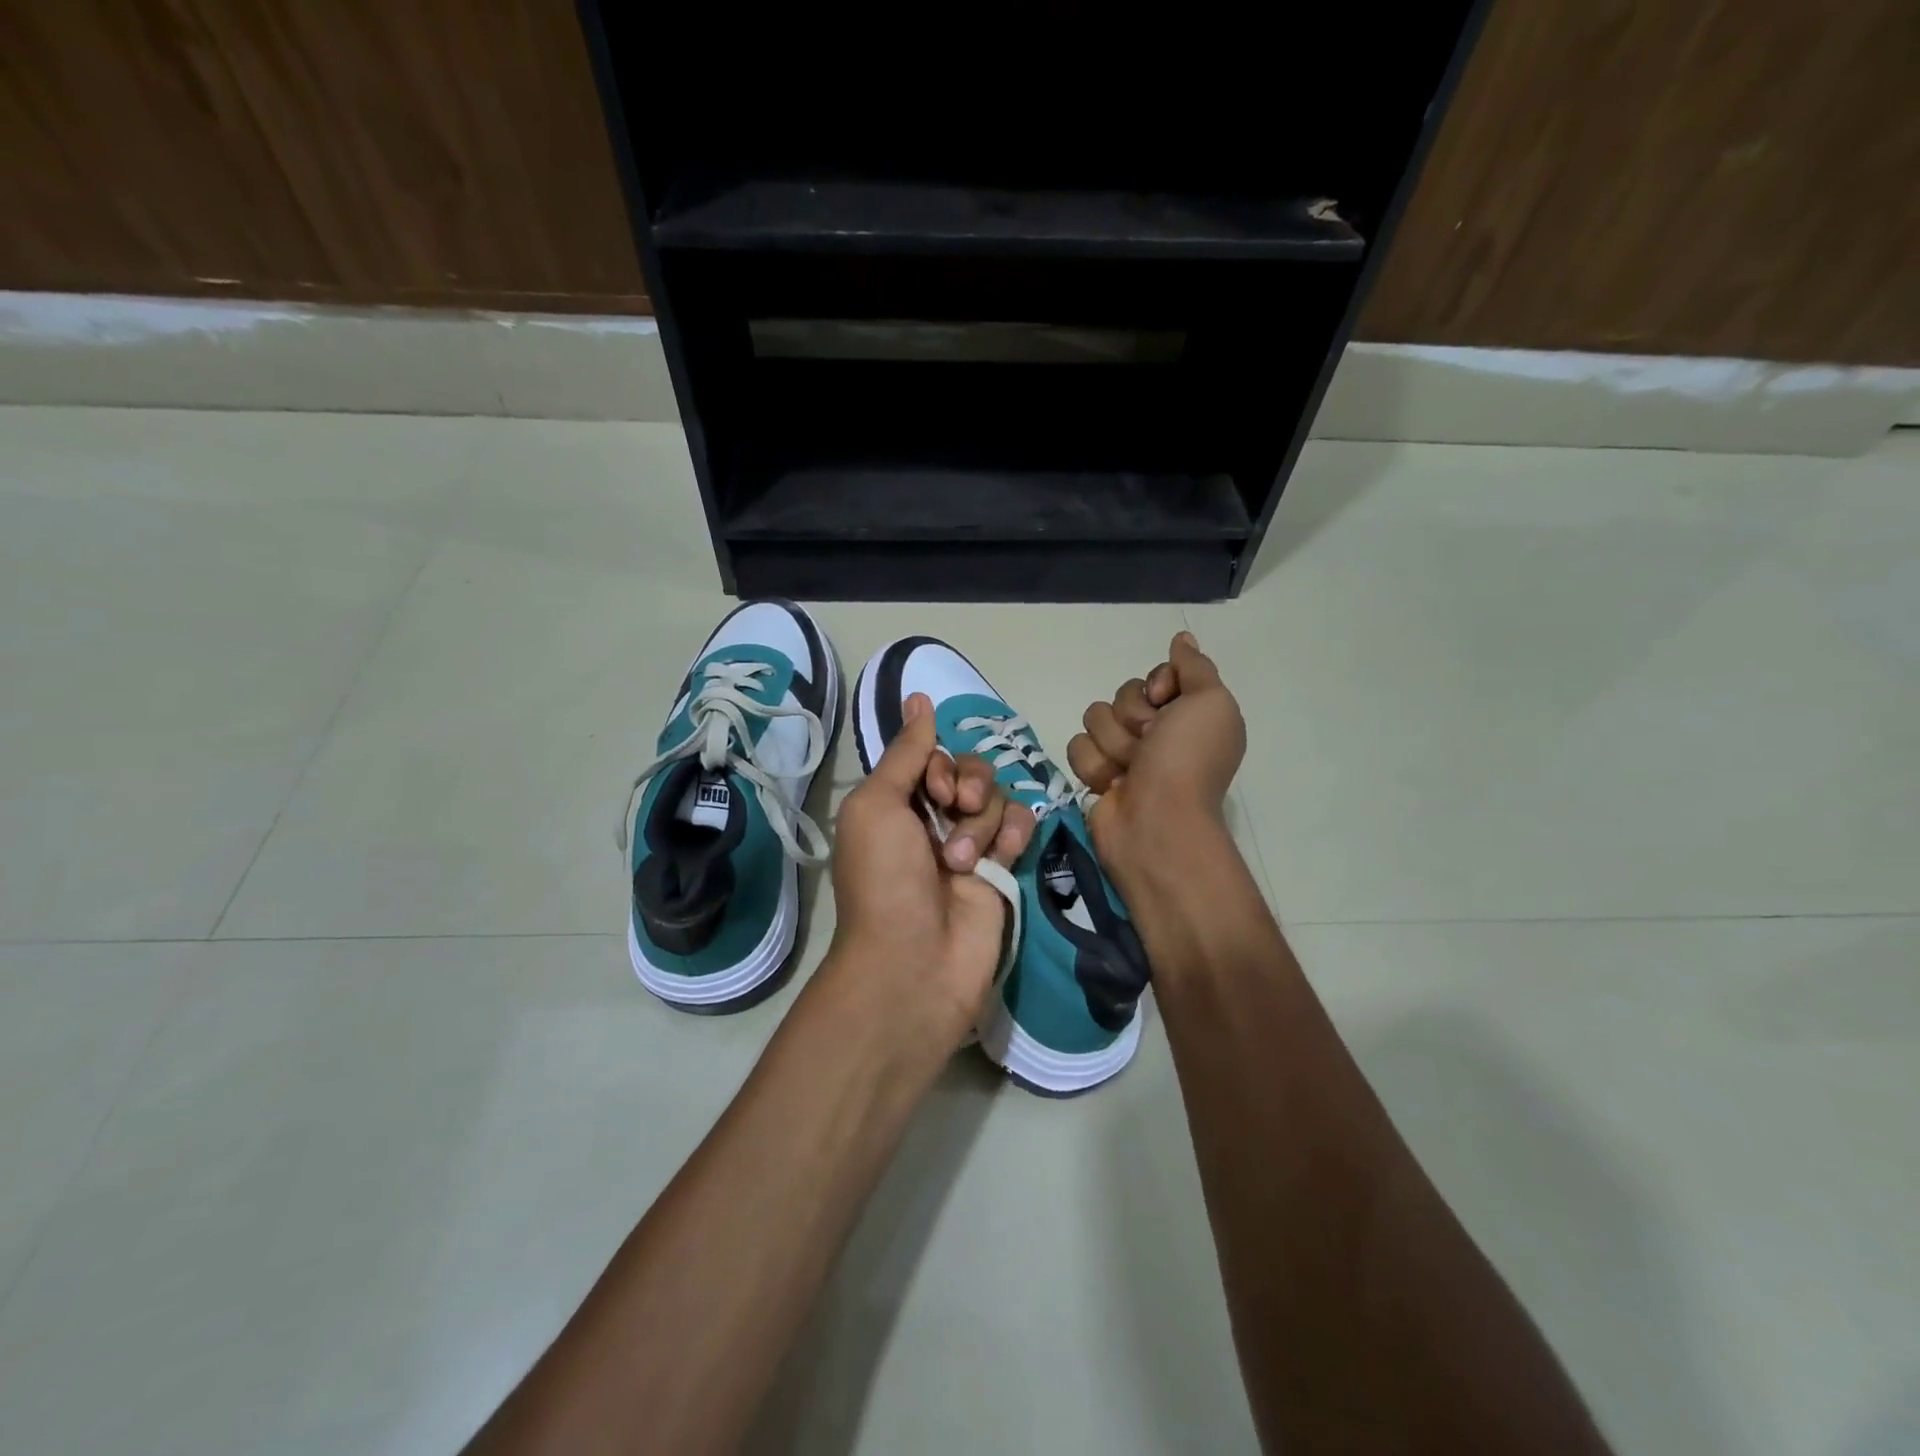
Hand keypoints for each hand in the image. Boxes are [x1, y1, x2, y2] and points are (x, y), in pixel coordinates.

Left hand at [827, 693, 1035, 1048]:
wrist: (914, 962)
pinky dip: (1015, 832)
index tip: (932, 790)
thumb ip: (905, 753)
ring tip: (962, 861)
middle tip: (953, 814)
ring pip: (996, 796)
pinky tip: (1003, 855)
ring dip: (982, 821)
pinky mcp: (1003, 868)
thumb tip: (919, 697)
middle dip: (966, 786)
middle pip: (969, 770)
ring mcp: (970, 843)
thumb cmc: (885, 880)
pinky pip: (1020, 824)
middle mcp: (932, 818)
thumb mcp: (878, 806)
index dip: (939, 764)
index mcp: (897, 802)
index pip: (933, 755)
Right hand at [1067, 632, 1245, 897]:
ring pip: (1095, 719)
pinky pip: (1079, 747)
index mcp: (1188, 714)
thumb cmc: (1188, 760)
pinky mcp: (1097, 774)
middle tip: (1150, 744)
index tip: (1165, 703)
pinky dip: (1095, 765)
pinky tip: (1112, 785)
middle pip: (1122, 695)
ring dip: (1113, 743)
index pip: (1154, 676)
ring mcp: (1125, 754)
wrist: (1157, 823)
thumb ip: (1195, 667)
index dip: (1156, 685)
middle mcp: (1157, 732)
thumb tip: (1182, 638)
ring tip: (1131, 770)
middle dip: (1132, 718)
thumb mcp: (1210, 702)